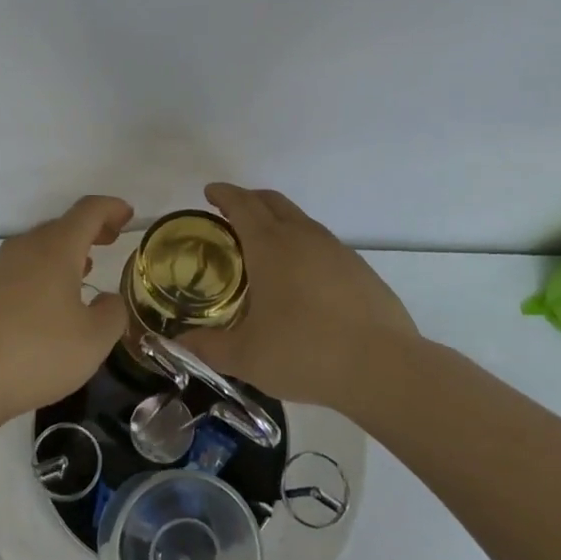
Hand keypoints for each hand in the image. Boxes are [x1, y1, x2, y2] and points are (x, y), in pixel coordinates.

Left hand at [0, 194, 133, 422]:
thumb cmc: (37, 352)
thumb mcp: (94, 340)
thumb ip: (112, 313)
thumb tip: (108, 299)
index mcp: (56, 248)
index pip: (88, 211)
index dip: (111, 208)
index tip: (128, 215)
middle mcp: (26, 248)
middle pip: (62, 225)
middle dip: (90, 229)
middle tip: (111, 240)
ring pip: (40, 246)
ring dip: (66, 250)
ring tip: (85, 268)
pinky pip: (23, 267)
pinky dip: (45, 270)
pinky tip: (50, 299)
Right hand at [180, 183, 416, 409]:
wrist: (382, 367)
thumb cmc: (304, 353)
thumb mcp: (245, 357)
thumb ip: (207, 347)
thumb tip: (178, 342)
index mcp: (270, 246)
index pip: (242, 204)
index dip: (223, 194)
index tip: (209, 192)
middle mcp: (303, 237)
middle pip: (272, 202)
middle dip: (249, 200)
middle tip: (230, 213)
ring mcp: (336, 250)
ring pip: (300, 220)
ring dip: (277, 221)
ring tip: (264, 247)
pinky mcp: (360, 269)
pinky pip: (322, 244)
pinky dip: (302, 245)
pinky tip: (301, 278)